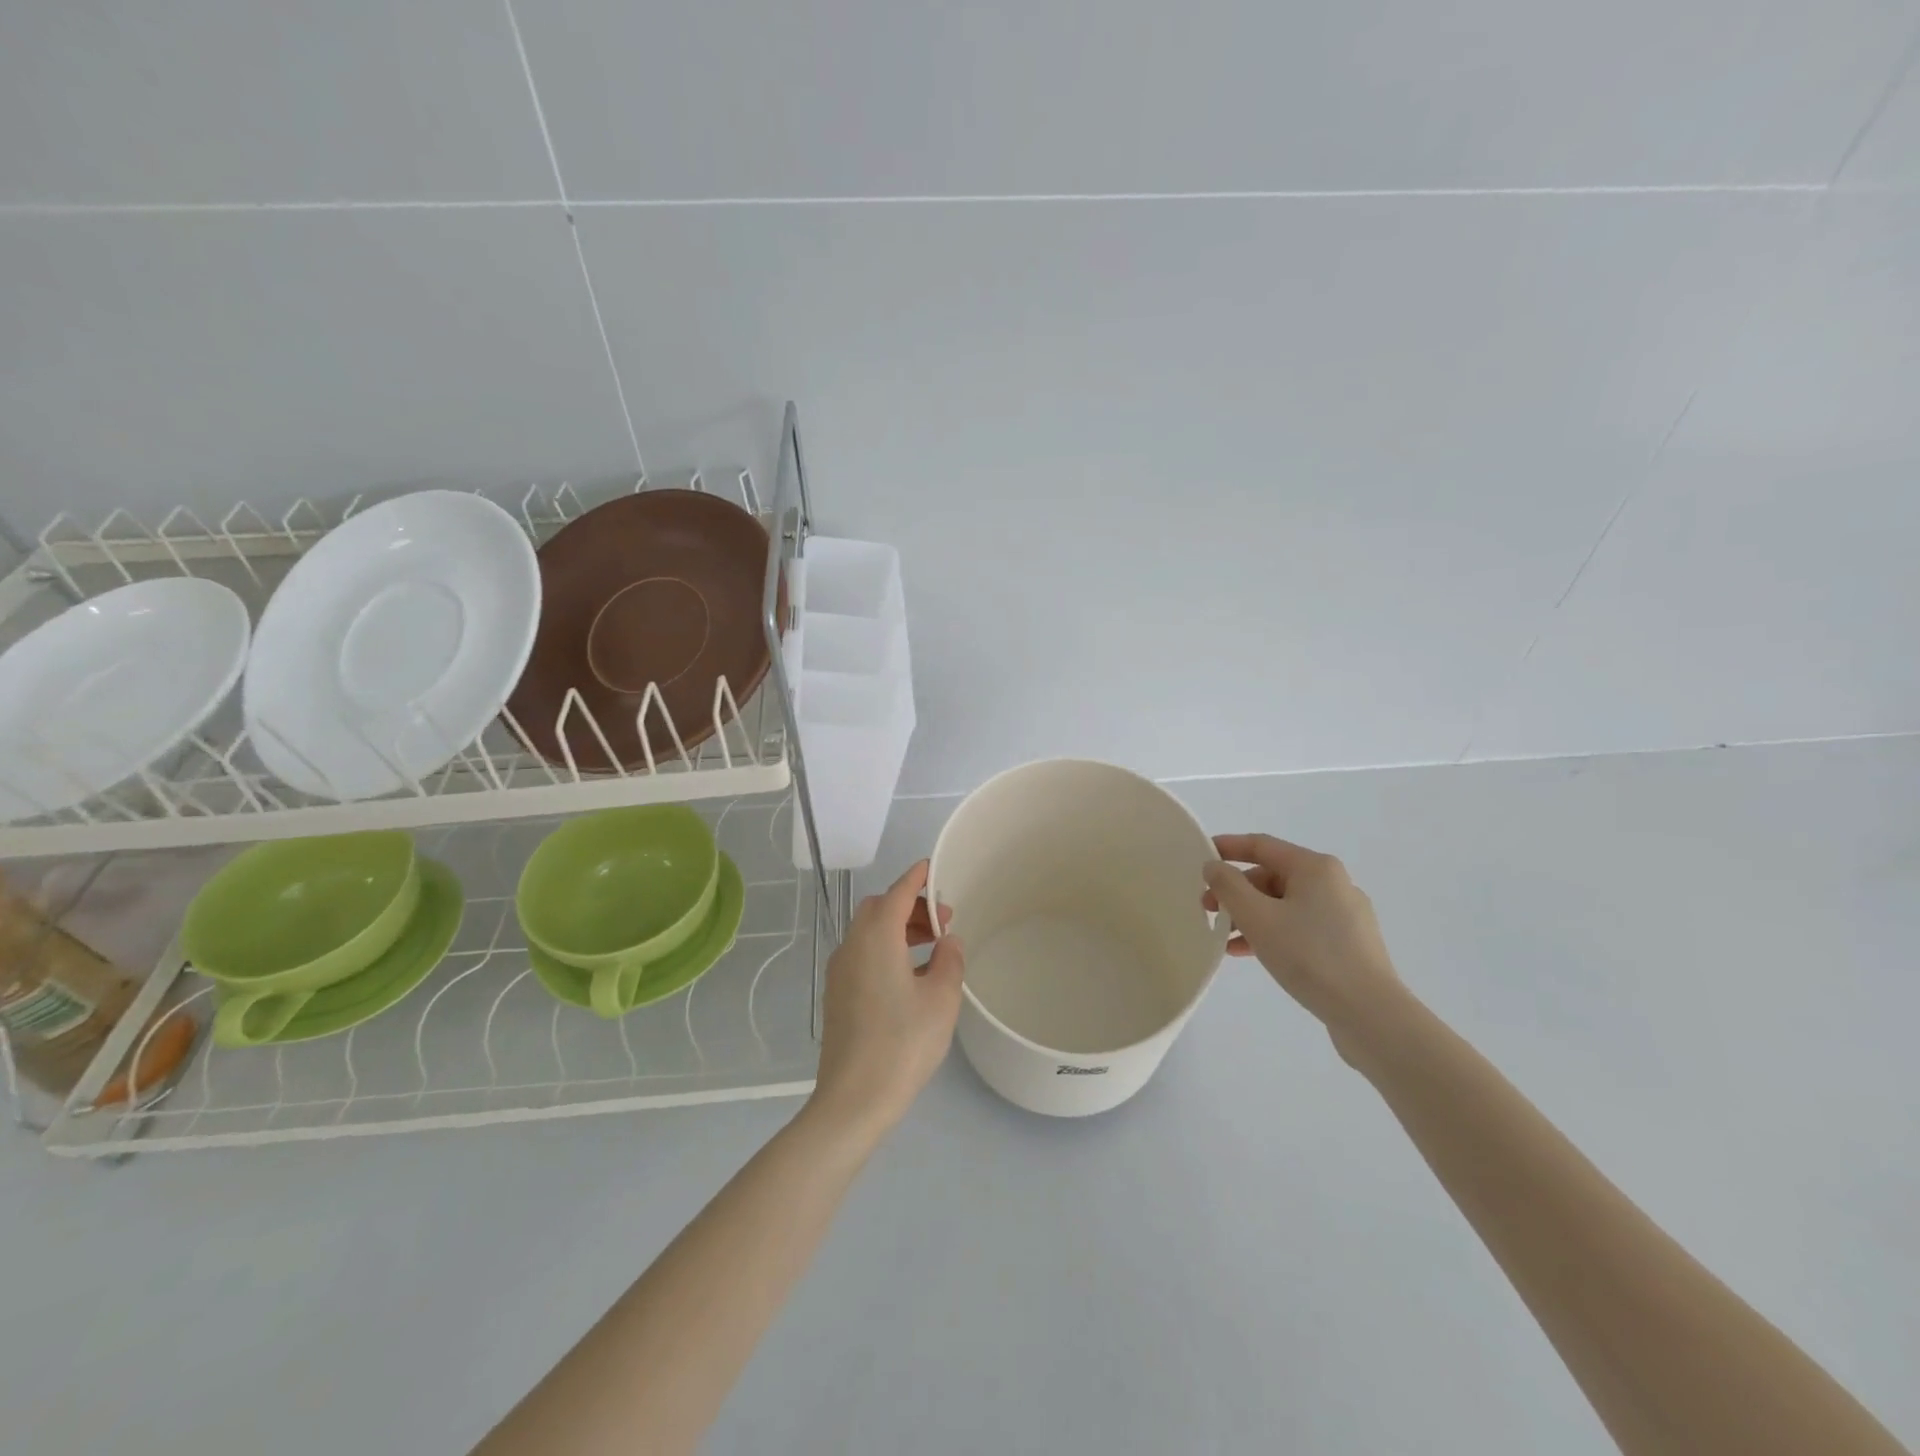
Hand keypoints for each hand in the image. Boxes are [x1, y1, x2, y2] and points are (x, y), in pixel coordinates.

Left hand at [809, 860, 963, 1141]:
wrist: (854, 1097)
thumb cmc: (903, 1042)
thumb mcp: (941, 999)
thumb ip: (949, 960)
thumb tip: (947, 942)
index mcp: (876, 937)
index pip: (897, 893)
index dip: (916, 878)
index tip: (931, 868)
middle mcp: (852, 946)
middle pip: (878, 909)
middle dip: (909, 906)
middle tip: (941, 921)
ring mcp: (840, 971)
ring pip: (868, 932)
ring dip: (898, 929)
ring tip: (931, 947)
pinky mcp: (837, 994)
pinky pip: (862, 954)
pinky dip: (885, 948)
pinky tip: (910, 975)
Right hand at [1202, 834, 1406, 1044]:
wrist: (1370, 1014)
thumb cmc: (1309, 955)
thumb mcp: (1257, 917)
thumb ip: (1228, 886)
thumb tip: (1214, 867)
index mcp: (1315, 867)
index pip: (1261, 845)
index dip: (1227, 848)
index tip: (1200, 859)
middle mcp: (1333, 883)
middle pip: (1272, 876)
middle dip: (1236, 891)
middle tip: (1208, 910)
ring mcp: (1345, 914)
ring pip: (1284, 904)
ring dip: (1250, 915)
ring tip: (1225, 938)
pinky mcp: (1348, 943)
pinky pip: (1300, 926)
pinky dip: (1272, 932)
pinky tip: (1250, 953)